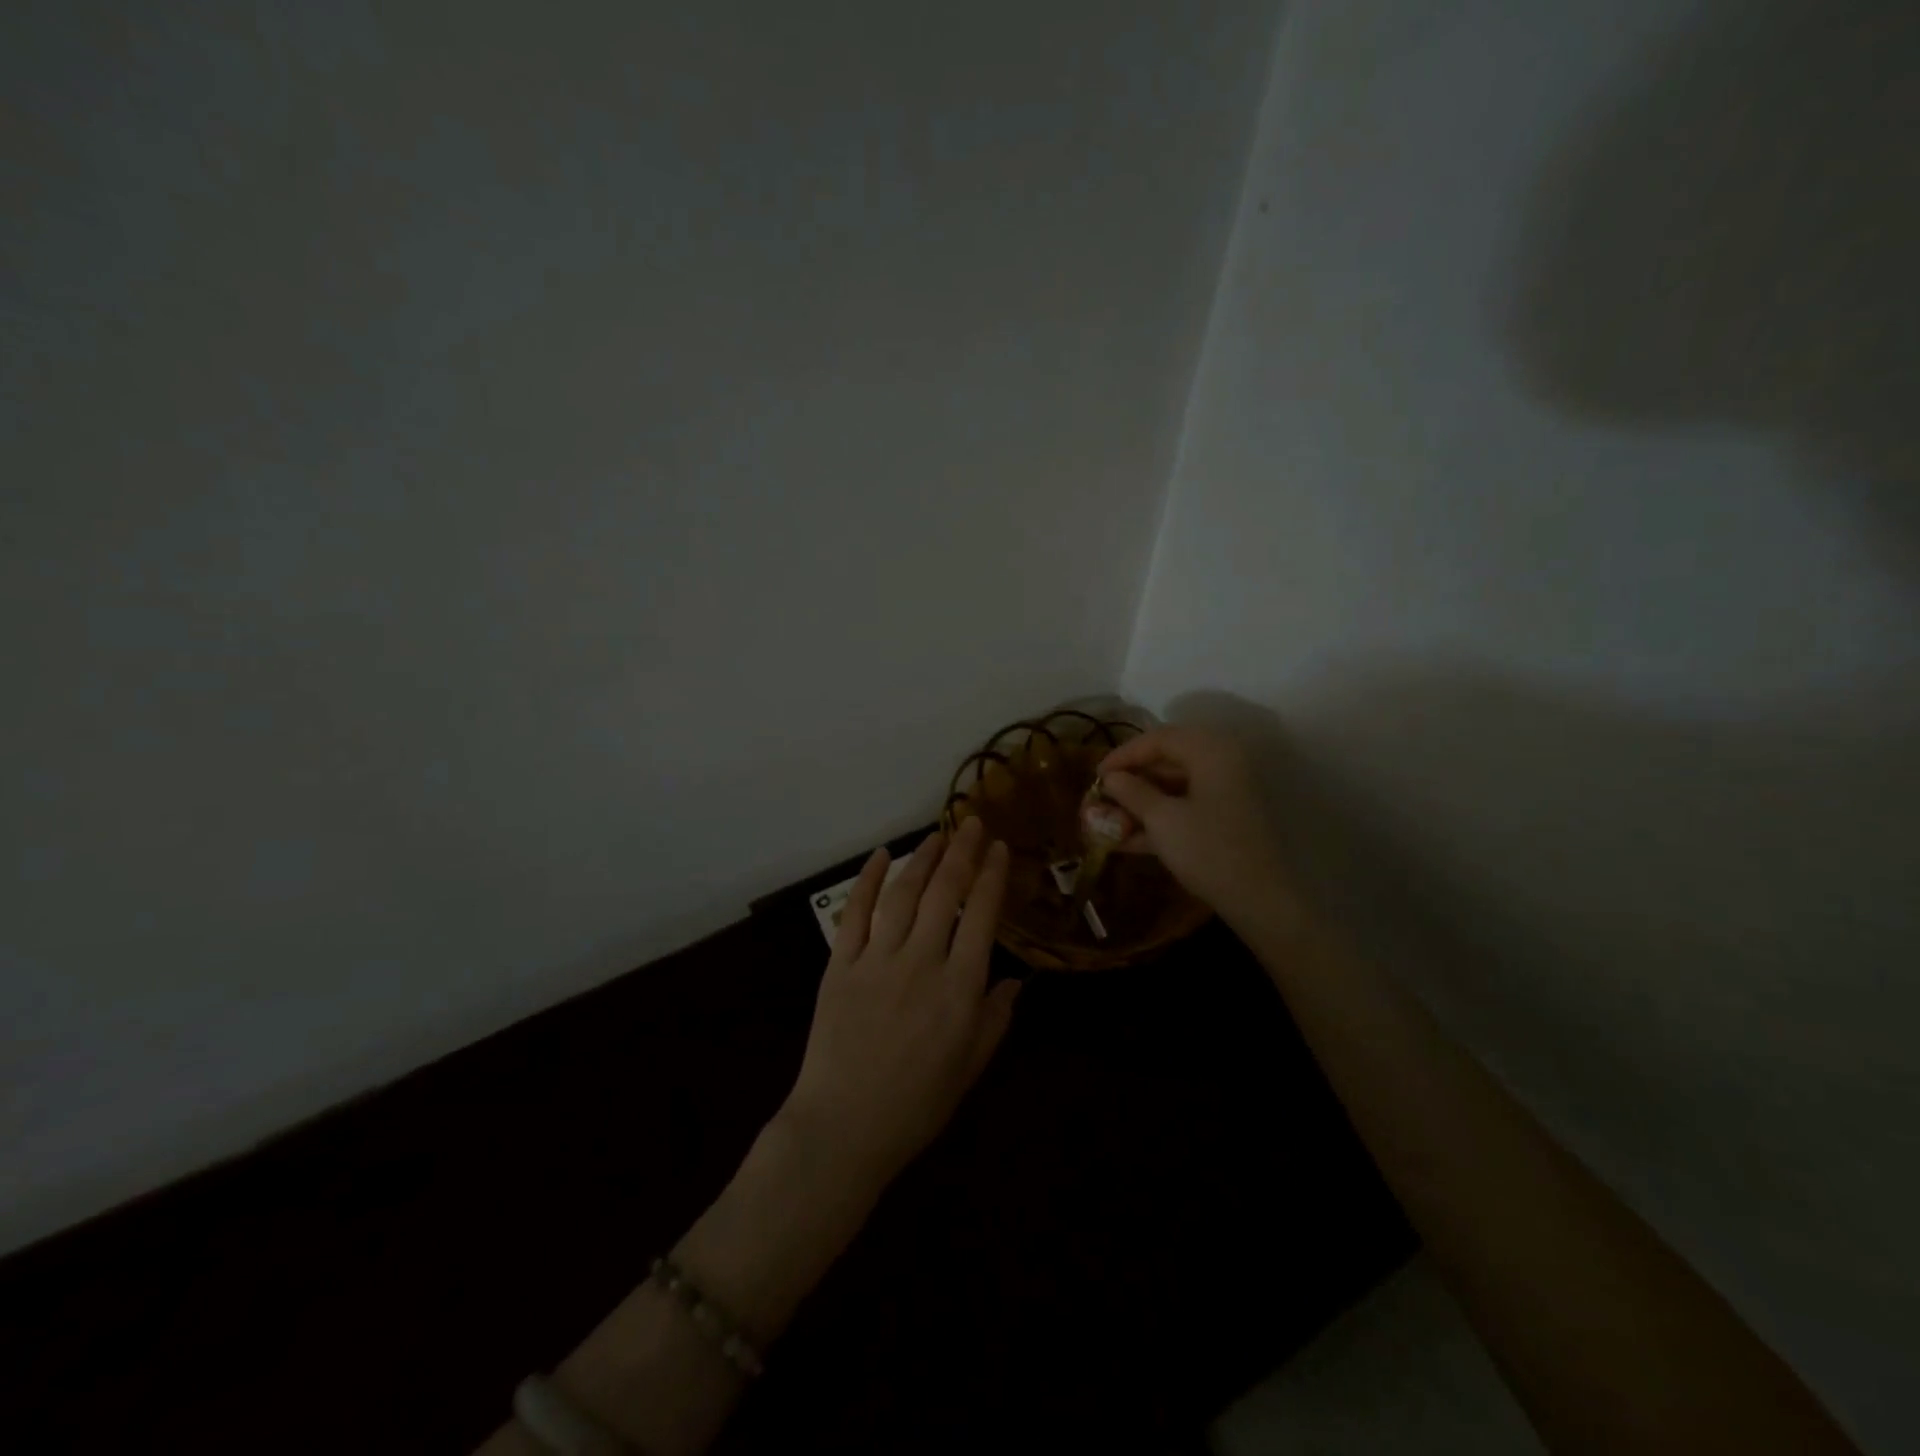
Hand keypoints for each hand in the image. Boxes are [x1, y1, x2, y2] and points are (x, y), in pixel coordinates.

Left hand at [781, 817, 1019, 1189]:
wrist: (844, 1128)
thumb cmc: (916, 1105)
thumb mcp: (970, 1067)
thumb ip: (996, 1018)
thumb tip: (1016, 980)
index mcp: (959, 988)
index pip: (982, 916)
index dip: (992, 876)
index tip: (999, 848)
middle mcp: (922, 962)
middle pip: (946, 893)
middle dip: (962, 852)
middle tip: (972, 823)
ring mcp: (877, 959)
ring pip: (904, 894)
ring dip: (922, 858)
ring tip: (937, 834)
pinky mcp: (841, 964)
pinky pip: (855, 913)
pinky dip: (867, 880)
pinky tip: (881, 856)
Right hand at [1097, 726, 1297, 928]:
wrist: (1259, 901)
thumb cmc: (1208, 850)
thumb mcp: (1162, 819)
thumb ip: (1132, 792)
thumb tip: (1111, 778)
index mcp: (1210, 752)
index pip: (1158, 739)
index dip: (1123, 755)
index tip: (1095, 776)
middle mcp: (1220, 764)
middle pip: (1165, 762)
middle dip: (1129, 782)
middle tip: (1100, 799)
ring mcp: (1223, 794)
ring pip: (1172, 788)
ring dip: (1138, 804)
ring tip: (1105, 823)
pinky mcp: (1223, 821)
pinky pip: (1182, 809)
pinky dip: (1155, 821)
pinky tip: (1124, 841)